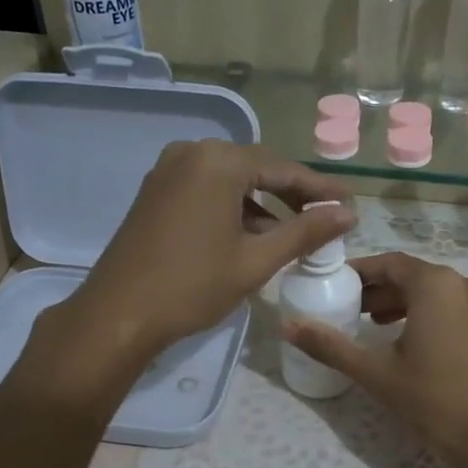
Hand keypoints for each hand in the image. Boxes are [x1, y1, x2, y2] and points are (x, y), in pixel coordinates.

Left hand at [61, 140, 353, 369]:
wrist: (118, 314)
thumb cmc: (192, 286)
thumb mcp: (255, 260)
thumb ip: (304, 232)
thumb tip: (347, 213)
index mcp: (218, 161)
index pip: (282, 169)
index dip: (319, 189)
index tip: (349, 203)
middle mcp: (191, 153)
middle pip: (255, 169)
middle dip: (291, 195)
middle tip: (324, 218)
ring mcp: (167, 171)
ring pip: (229, 181)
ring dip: (262, 205)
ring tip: (291, 234)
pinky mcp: (154, 192)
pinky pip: (205, 191)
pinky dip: (232, 209)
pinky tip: (249, 236)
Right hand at [284, 252, 467, 467]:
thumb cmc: (434, 402)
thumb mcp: (376, 373)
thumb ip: (330, 345)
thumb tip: (288, 326)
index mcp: (437, 285)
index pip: (390, 264)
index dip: (362, 273)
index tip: (340, 286)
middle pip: (418, 278)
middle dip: (385, 293)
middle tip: (358, 314)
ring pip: (446, 294)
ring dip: (414, 306)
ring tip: (388, 331)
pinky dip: (445, 318)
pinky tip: (432, 346)